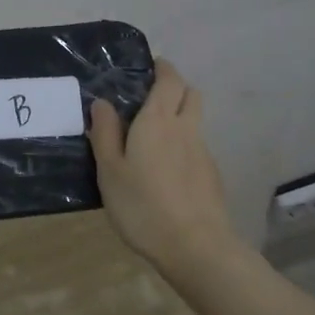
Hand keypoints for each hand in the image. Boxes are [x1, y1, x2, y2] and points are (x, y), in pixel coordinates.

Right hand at [89, 59, 239, 272]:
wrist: (195, 246)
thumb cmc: (143, 205)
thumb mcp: (110, 171)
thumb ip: (105, 133)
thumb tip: (102, 102)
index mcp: (158, 120)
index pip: (169, 79)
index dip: (162, 69)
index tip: (149, 67)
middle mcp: (186, 128)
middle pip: (190, 94)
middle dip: (175, 88)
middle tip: (151, 99)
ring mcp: (203, 152)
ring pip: (195, 121)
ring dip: (180, 118)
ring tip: (153, 139)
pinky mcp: (212, 175)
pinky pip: (197, 147)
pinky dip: (184, 146)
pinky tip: (166, 171)